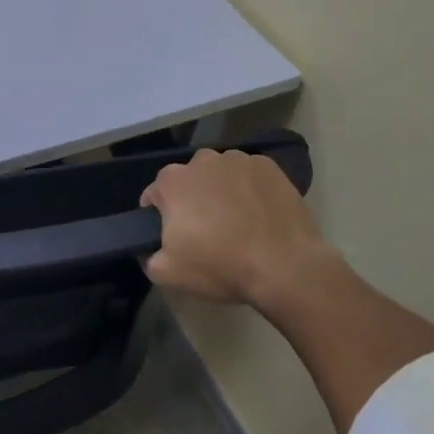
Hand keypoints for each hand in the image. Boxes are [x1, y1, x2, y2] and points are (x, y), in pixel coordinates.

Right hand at [140, 149, 348, 315]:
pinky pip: (250, 176)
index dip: (160, 217)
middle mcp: (201, 160)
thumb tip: (148, 250)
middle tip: (206, 232)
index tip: (173, 237)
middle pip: (188, 181)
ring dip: (221, 192)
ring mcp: (238, 160)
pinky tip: (260, 215)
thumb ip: (147, 257)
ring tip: (238, 223)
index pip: (155, 195)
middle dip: (192, 200)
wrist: (286, 267)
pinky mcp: (269, 167)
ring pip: (220, 175)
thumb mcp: (168, 274)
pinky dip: (250, 189)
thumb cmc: (220, 266)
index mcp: (171, 181)